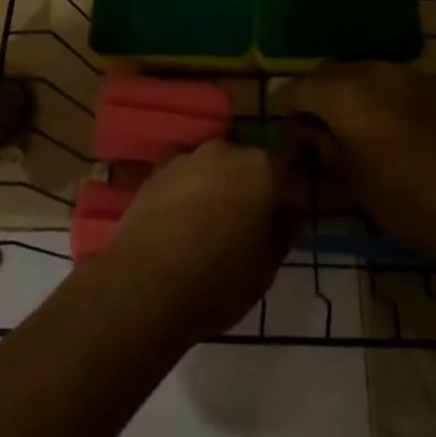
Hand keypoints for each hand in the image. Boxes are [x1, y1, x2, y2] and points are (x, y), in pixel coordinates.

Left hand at [99, 140, 300, 340]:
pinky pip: (184, 177)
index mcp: (262, 169)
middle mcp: (226, 151)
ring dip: (218, 186)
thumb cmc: (219, 280)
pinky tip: (182, 222)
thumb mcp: (267, 268)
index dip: (291, 176)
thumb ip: (283, 232)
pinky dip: (188, 191)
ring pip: (214, 166)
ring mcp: (187, 157)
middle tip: (251, 220)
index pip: (289, 154)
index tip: (291, 199)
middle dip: (253, 184)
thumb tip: (288, 214)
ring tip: (211, 223)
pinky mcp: (156, 171)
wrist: (144, 285)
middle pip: (249, 161)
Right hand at [289, 63, 435, 245]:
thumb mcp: (349, 179)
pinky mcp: (433, 84)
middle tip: (312, 119)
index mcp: (344, 94)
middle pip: (331, 72)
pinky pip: (393, 78)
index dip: (286, 103)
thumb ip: (321, 147)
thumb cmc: (400, 197)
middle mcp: (372, 72)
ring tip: (349, 117)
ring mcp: (407, 73)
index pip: (300, 87)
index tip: (282, 121)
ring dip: (349, 88)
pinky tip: (384, 117)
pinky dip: (380, 91)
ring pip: (363, 70)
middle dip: (317, 91)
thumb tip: (304, 132)